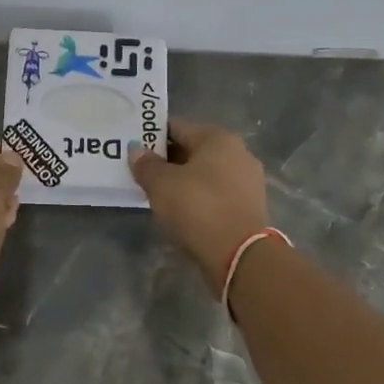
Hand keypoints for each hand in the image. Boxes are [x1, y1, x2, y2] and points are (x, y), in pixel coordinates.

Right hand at [130, 120, 270, 292]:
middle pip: (193, 150)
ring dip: (183, 180)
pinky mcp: (249, 207)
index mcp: (218, 138)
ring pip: (205, 174)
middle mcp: (238, 153)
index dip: (152, 136)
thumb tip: (136, 149)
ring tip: (157, 194)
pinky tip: (181, 211)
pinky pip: (216, 194)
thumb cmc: (198, 208)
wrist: (240, 256)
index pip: (177, 127)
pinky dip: (198, 198)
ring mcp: (247, 181)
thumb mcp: (162, 185)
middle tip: (141, 172)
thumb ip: (146, 164)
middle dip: (167, 159)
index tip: (133, 148)